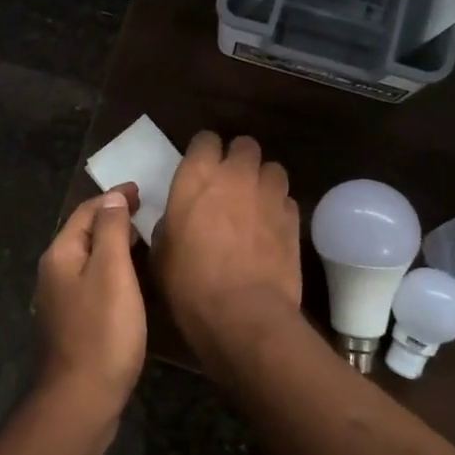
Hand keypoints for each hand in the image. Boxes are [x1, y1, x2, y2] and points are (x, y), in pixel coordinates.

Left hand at [33, 185, 147, 422]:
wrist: (81, 398)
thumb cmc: (102, 331)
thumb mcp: (112, 272)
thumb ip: (111, 231)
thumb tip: (112, 198)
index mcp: (61, 254)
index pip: (86, 212)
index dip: (113, 198)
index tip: (140, 190)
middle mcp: (54, 273)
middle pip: (84, 234)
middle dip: (112, 219)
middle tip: (146, 213)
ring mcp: (60, 301)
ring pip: (89, 260)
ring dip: (113, 246)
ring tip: (143, 242)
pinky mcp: (72, 324)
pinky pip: (93, 283)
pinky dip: (112, 272)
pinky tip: (131, 283)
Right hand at [154, 133, 302, 351]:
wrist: (243, 314)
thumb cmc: (189, 283)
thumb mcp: (160, 253)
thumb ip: (168, 224)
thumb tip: (175, 221)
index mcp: (197, 176)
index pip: (205, 139)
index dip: (203, 152)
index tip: (200, 169)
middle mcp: (236, 175)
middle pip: (245, 145)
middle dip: (238, 159)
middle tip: (229, 183)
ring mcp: (270, 194)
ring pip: (272, 168)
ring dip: (263, 180)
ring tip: (254, 202)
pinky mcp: (294, 219)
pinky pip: (287, 200)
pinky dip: (278, 207)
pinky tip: (270, 228)